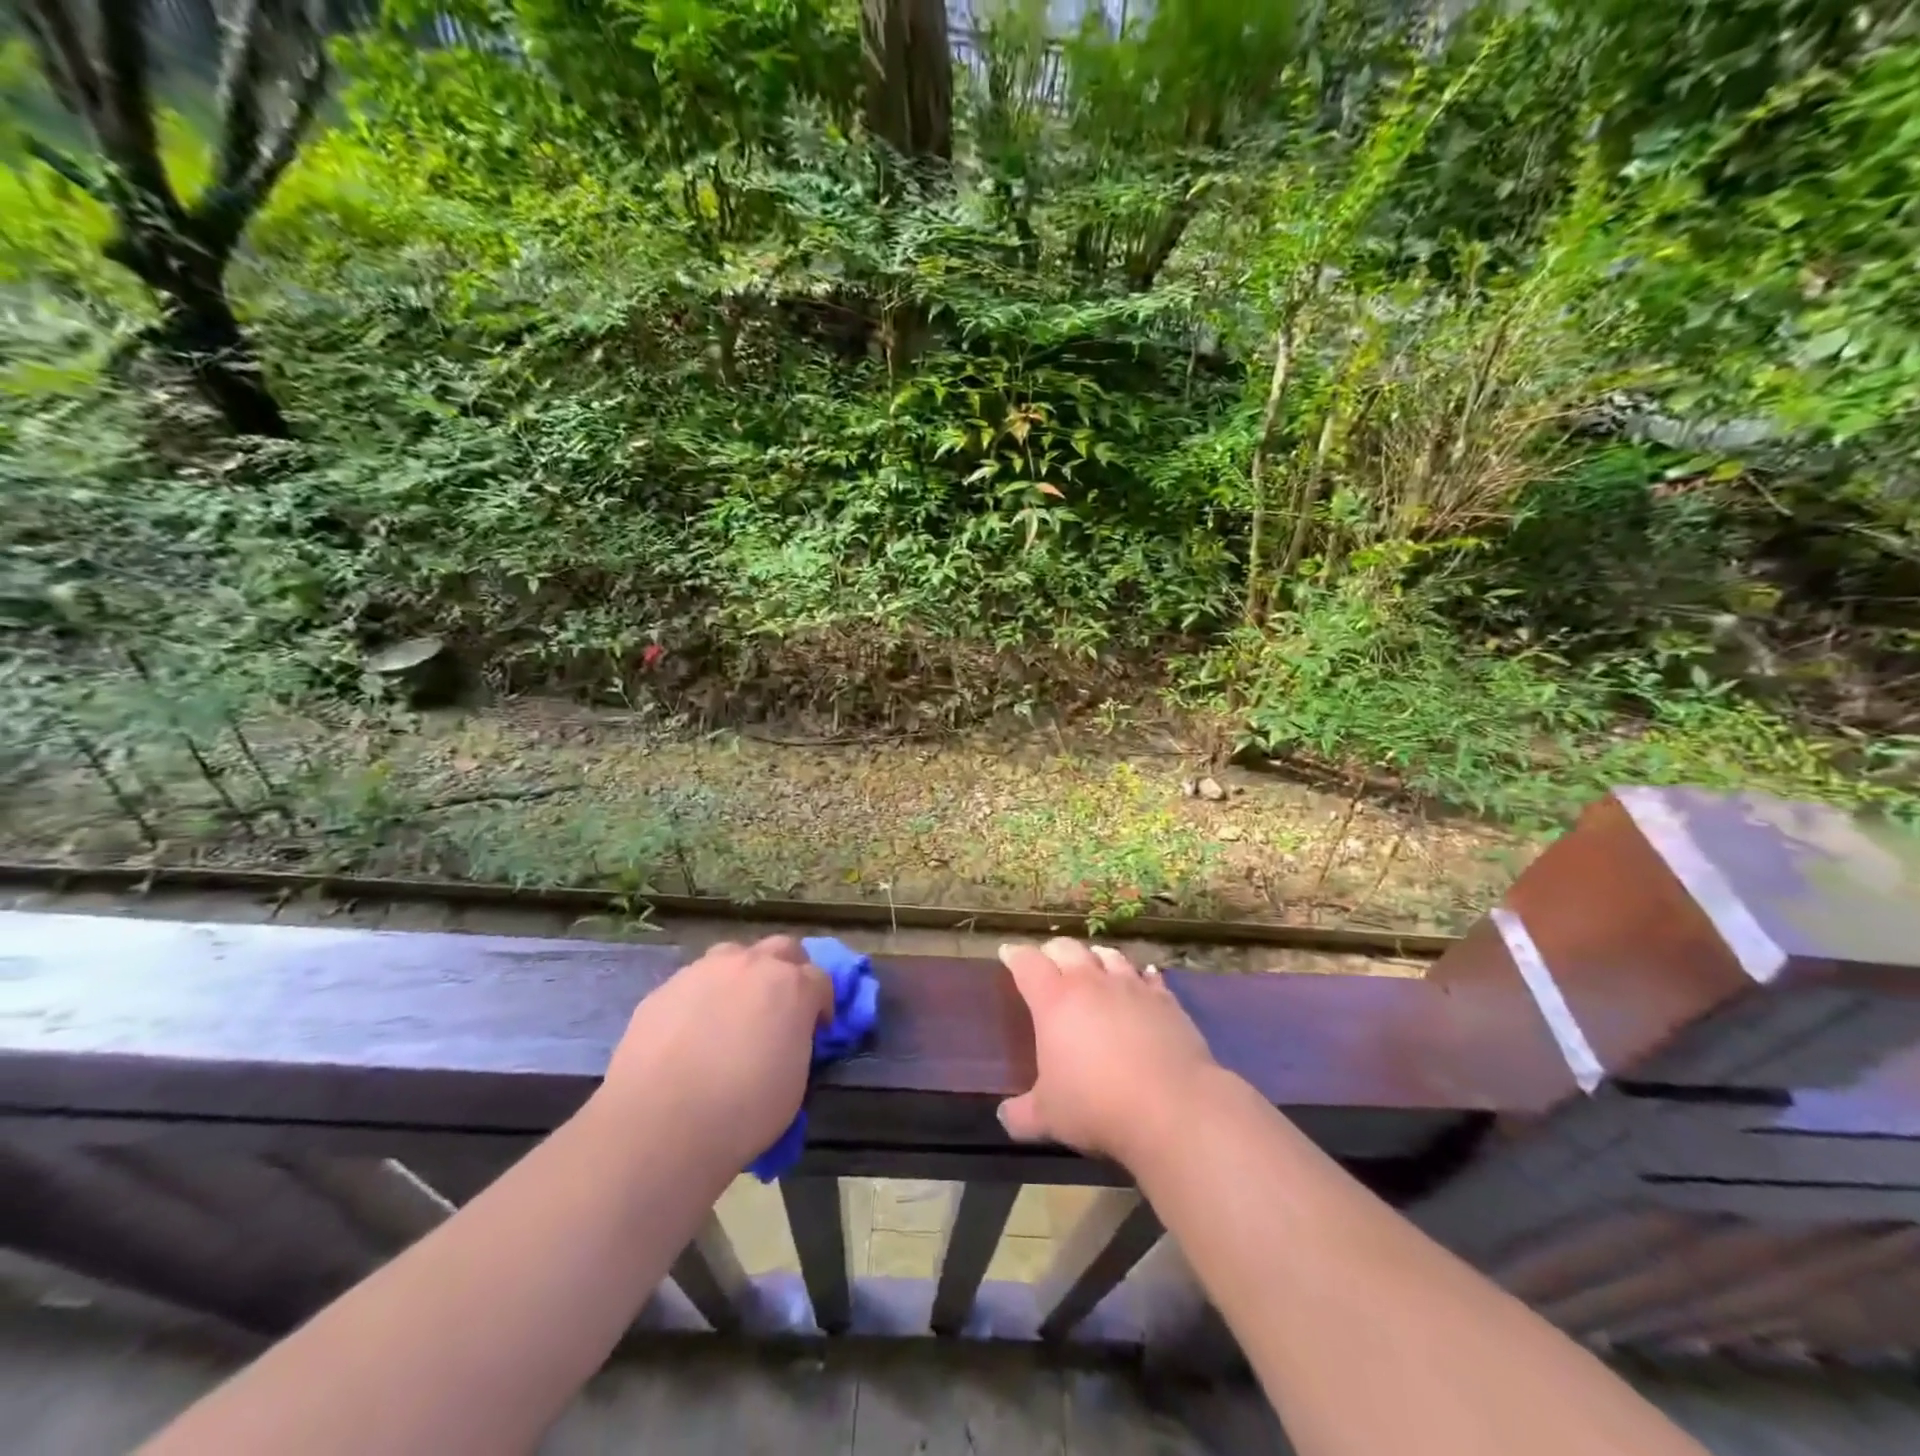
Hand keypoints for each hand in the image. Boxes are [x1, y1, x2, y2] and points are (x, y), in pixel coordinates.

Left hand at [599, 936, 832, 1166]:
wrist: (659, 1125)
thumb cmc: (742, 1111)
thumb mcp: (794, 1082)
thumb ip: (797, 1043)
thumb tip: (787, 1038)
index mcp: (793, 987)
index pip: (821, 979)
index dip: (821, 1004)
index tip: (816, 1029)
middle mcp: (752, 966)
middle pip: (783, 949)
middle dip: (789, 970)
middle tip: (781, 1006)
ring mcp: (705, 971)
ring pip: (734, 955)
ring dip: (743, 974)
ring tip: (734, 1011)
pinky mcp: (665, 987)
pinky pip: (694, 981)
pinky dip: (702, 997)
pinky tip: (691, 1031)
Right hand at [997, 938, 1219, 1169]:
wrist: (1171, 1107)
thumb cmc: (1096, 1106)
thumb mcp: (1048, 1117)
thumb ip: (1021, 1114)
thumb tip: (1003, 1116)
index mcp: (1054, 1001)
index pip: (1027, 964)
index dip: (1015, 956)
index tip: (1007, 953)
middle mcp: (1091, 983)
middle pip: (1067, 949)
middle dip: (1053, 951)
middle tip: (1047, 959)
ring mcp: (1132, 987)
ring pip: (1109, 955)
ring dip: (1096, 956)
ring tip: (1093, 960)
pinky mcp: (1166, 1000)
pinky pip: (1149, 977)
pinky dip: (1141, 975)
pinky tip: (1143, 978)